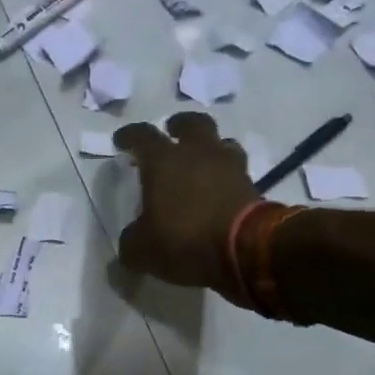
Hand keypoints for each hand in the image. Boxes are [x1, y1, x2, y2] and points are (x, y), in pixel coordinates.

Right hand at [111, 112, 261, 293]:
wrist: (246, 251)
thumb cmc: (185, 240)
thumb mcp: (143, 250)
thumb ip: (132, 240)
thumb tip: (132, 239)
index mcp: (164, 161)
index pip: (142, 136)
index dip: (129, 136)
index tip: (122, 141)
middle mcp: (197, 153)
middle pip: (192, 123)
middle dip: (179, 126)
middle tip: (171, 134)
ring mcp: (229, 167)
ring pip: (220, 143)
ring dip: (209, 148)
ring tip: (200, 163)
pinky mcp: (252, 185)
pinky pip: (235, 171)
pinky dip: (225, 176)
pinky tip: (218, 190)